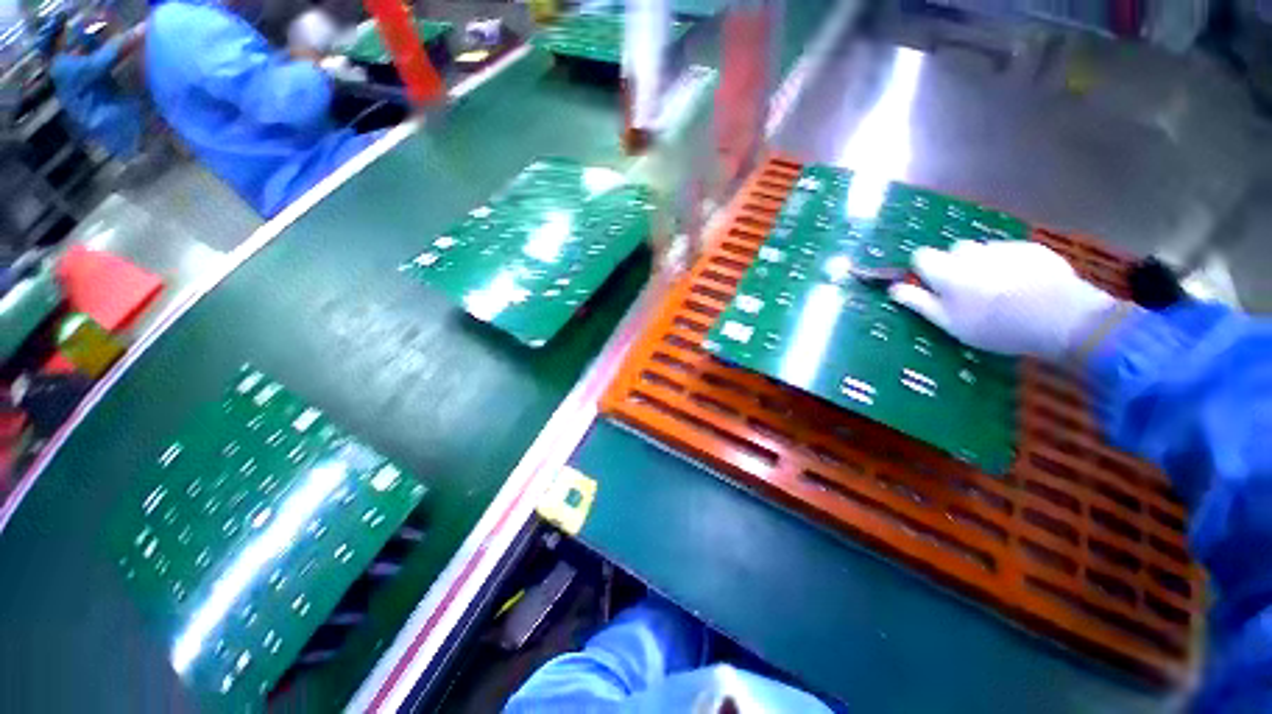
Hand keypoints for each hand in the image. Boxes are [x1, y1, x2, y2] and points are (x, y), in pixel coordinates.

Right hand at [888, 240, 1119, 360]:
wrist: (1060, 317)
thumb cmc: (994, 325)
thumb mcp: (948, 322)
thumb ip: (918, 302)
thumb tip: (893, 289)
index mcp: (946, 270)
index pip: (921, 256)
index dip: (923, 270)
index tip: (931, 286)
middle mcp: (971, 252)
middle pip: (954, 251)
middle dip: (955, 265)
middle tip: (967, 292)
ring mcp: (1003, 248)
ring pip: (983, 251)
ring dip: (983, 264)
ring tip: (999, 290)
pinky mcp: (1032, 249)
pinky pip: (1010, 252)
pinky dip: (1010, 264)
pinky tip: (1024, 285)